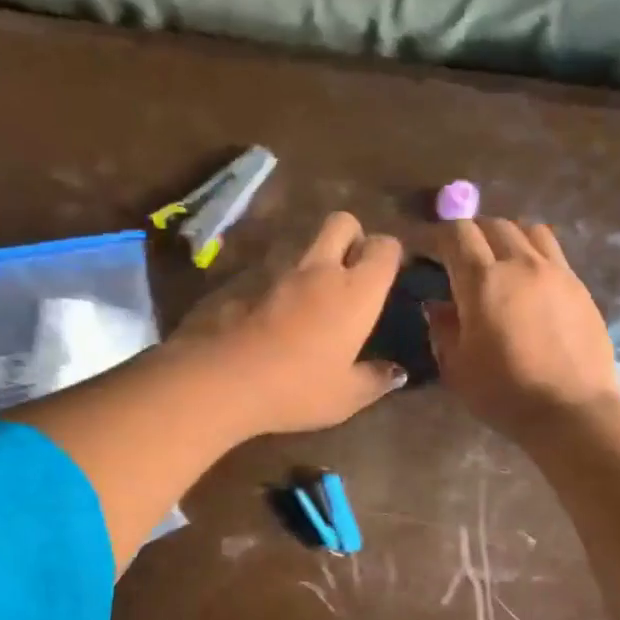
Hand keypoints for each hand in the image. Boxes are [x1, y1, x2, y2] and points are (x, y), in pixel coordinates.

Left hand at [172, 211, 405, 435]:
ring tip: (317, 301)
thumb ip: (375, 380)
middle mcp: (320, 271)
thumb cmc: (298, 388)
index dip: (390, 255)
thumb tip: (396, 373)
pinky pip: (273, 275)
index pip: (384, 247)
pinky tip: (279, 321)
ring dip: (316, 262)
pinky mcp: (246, 285)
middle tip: (353, 271)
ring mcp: (279, 274)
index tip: (389, 276)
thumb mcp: (346, 396)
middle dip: (353, 236)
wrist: (222, 381)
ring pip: (305, 246)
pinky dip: (283, 288)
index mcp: (356, 292)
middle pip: (342, 222)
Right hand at [427, 219, 619, 440]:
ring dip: (506, 236)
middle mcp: (520, 263)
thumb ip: (443, 329)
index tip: (422, 248)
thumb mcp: (457, 367)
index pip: (455, 234)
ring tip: (498, 258)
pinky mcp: (579, 286)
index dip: (434, 235)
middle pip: (492, 224)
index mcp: (483, 280)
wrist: (572, 411)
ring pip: (528, 229)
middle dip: (469, 233)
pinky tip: (529, 280)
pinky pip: (553, 252)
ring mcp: (556, 271)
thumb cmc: (505, 394)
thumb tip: (438, 305)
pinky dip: (533, 253)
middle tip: (458, 255)